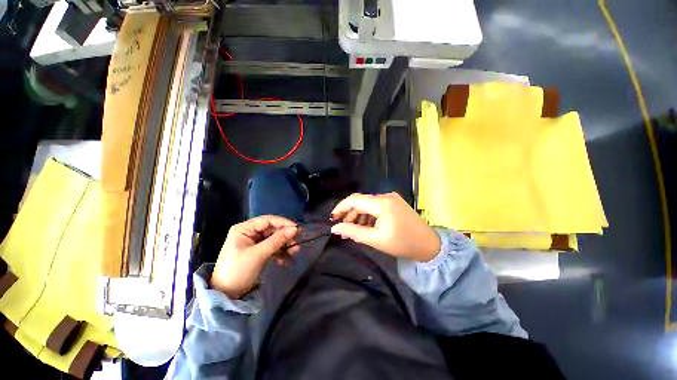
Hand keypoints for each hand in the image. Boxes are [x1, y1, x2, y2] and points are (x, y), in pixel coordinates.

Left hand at [211, 215, 298, 298]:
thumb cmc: (239, 271)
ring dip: (284, 245)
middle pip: (272, 229)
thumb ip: (277, 240)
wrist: (225, 295)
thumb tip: (295, 229)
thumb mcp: (259, 254)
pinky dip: (279, 252)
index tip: (297, 229)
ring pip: (274, 239)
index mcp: (244, 229)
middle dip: (285, 236)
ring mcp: (253, 243)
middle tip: (297, 242)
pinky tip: (285, 260)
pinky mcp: (257, 252)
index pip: (268, 220)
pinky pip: (272, 248)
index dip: (283, 223)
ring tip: (294, 252)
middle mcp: (249, 233)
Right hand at [330, 193, 440, 261]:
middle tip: (343, 229)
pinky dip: (368, 215)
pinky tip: (366, 226)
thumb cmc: (402, 244)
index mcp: (382, 203)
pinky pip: (376, 206)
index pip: (354, 200)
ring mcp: (391, 198)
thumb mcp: (376, 240)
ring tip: (354, 230)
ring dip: (359, 216)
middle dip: (350, 214)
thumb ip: (353, 232)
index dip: (341, 207)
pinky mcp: (394, 203)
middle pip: (361, 202)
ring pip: (368, 204)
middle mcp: (386, 196)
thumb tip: (335, 228)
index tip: (332, 218)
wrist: (429, 246)